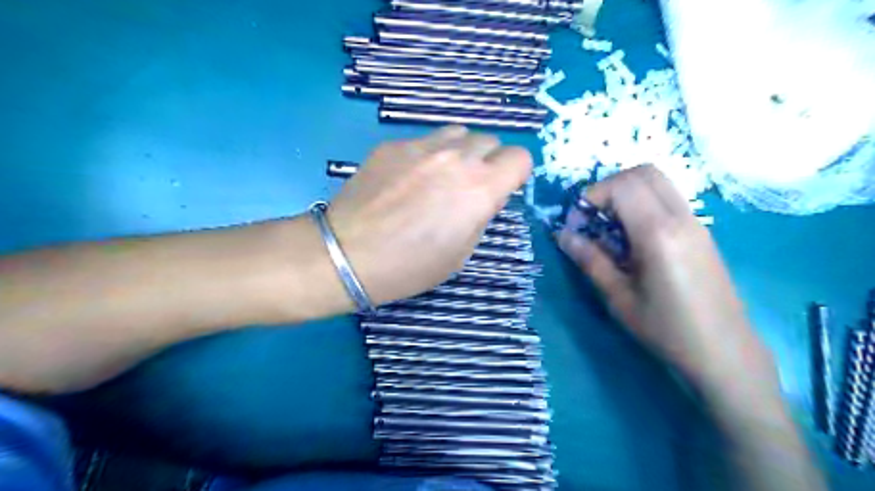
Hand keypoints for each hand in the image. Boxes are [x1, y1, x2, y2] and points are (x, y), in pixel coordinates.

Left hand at [328, 124, 532, 304]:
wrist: (348, 255)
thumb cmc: (409, 266)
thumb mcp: (461, 253)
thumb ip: (481, 215)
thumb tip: (485, 195)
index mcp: (479, 189)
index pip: (520, 158)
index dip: (515, 173)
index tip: (503, 188)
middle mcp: (456, 158)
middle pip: (490, 141)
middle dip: (487, 162)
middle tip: (468, 187)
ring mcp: (421, 146)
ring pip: (458, 133)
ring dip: (460, 152)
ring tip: (440, 177)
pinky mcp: (392, 145)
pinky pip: (424, 140)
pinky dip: (427, 155)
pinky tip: (407, 179)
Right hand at [557, 166, 767, 387]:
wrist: (725, 353)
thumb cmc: (667, 330)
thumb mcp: (619, 298)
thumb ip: (590, 260)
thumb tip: (563, 235)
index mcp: (658, 233)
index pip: (622, 185)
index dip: (592, 196)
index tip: (577, 223)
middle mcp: (681, 218)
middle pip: (643, 172)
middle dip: (609, 187)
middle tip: (592, 218)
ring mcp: (696, 223)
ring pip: (658, 181)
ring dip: (627, 193)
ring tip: (609, 227)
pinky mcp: (701, 232)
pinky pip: (668, 199)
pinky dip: (643, 203)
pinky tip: (632, 238)